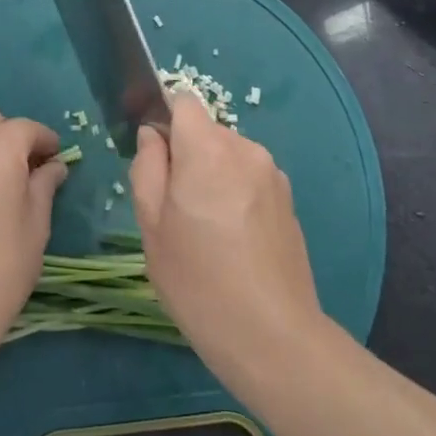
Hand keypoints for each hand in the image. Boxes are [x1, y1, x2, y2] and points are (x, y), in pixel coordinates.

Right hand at [129, 93, 324, 381]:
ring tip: (205, 230)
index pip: (183, 101)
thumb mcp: (152, 226)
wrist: (272, 335)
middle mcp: (246, 149)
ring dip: (212, 176)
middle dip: (187, 155)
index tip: (154, 158)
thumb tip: (152, 135)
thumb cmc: (198, 281)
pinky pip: (249, 178)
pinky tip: (232, 241)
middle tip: (174, 209)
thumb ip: (147, 168)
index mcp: (208, 149)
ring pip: (228, 156)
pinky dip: (234, 193)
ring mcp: (272, 174)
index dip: (164, 120)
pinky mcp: (288, 199)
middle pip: (206, 131)